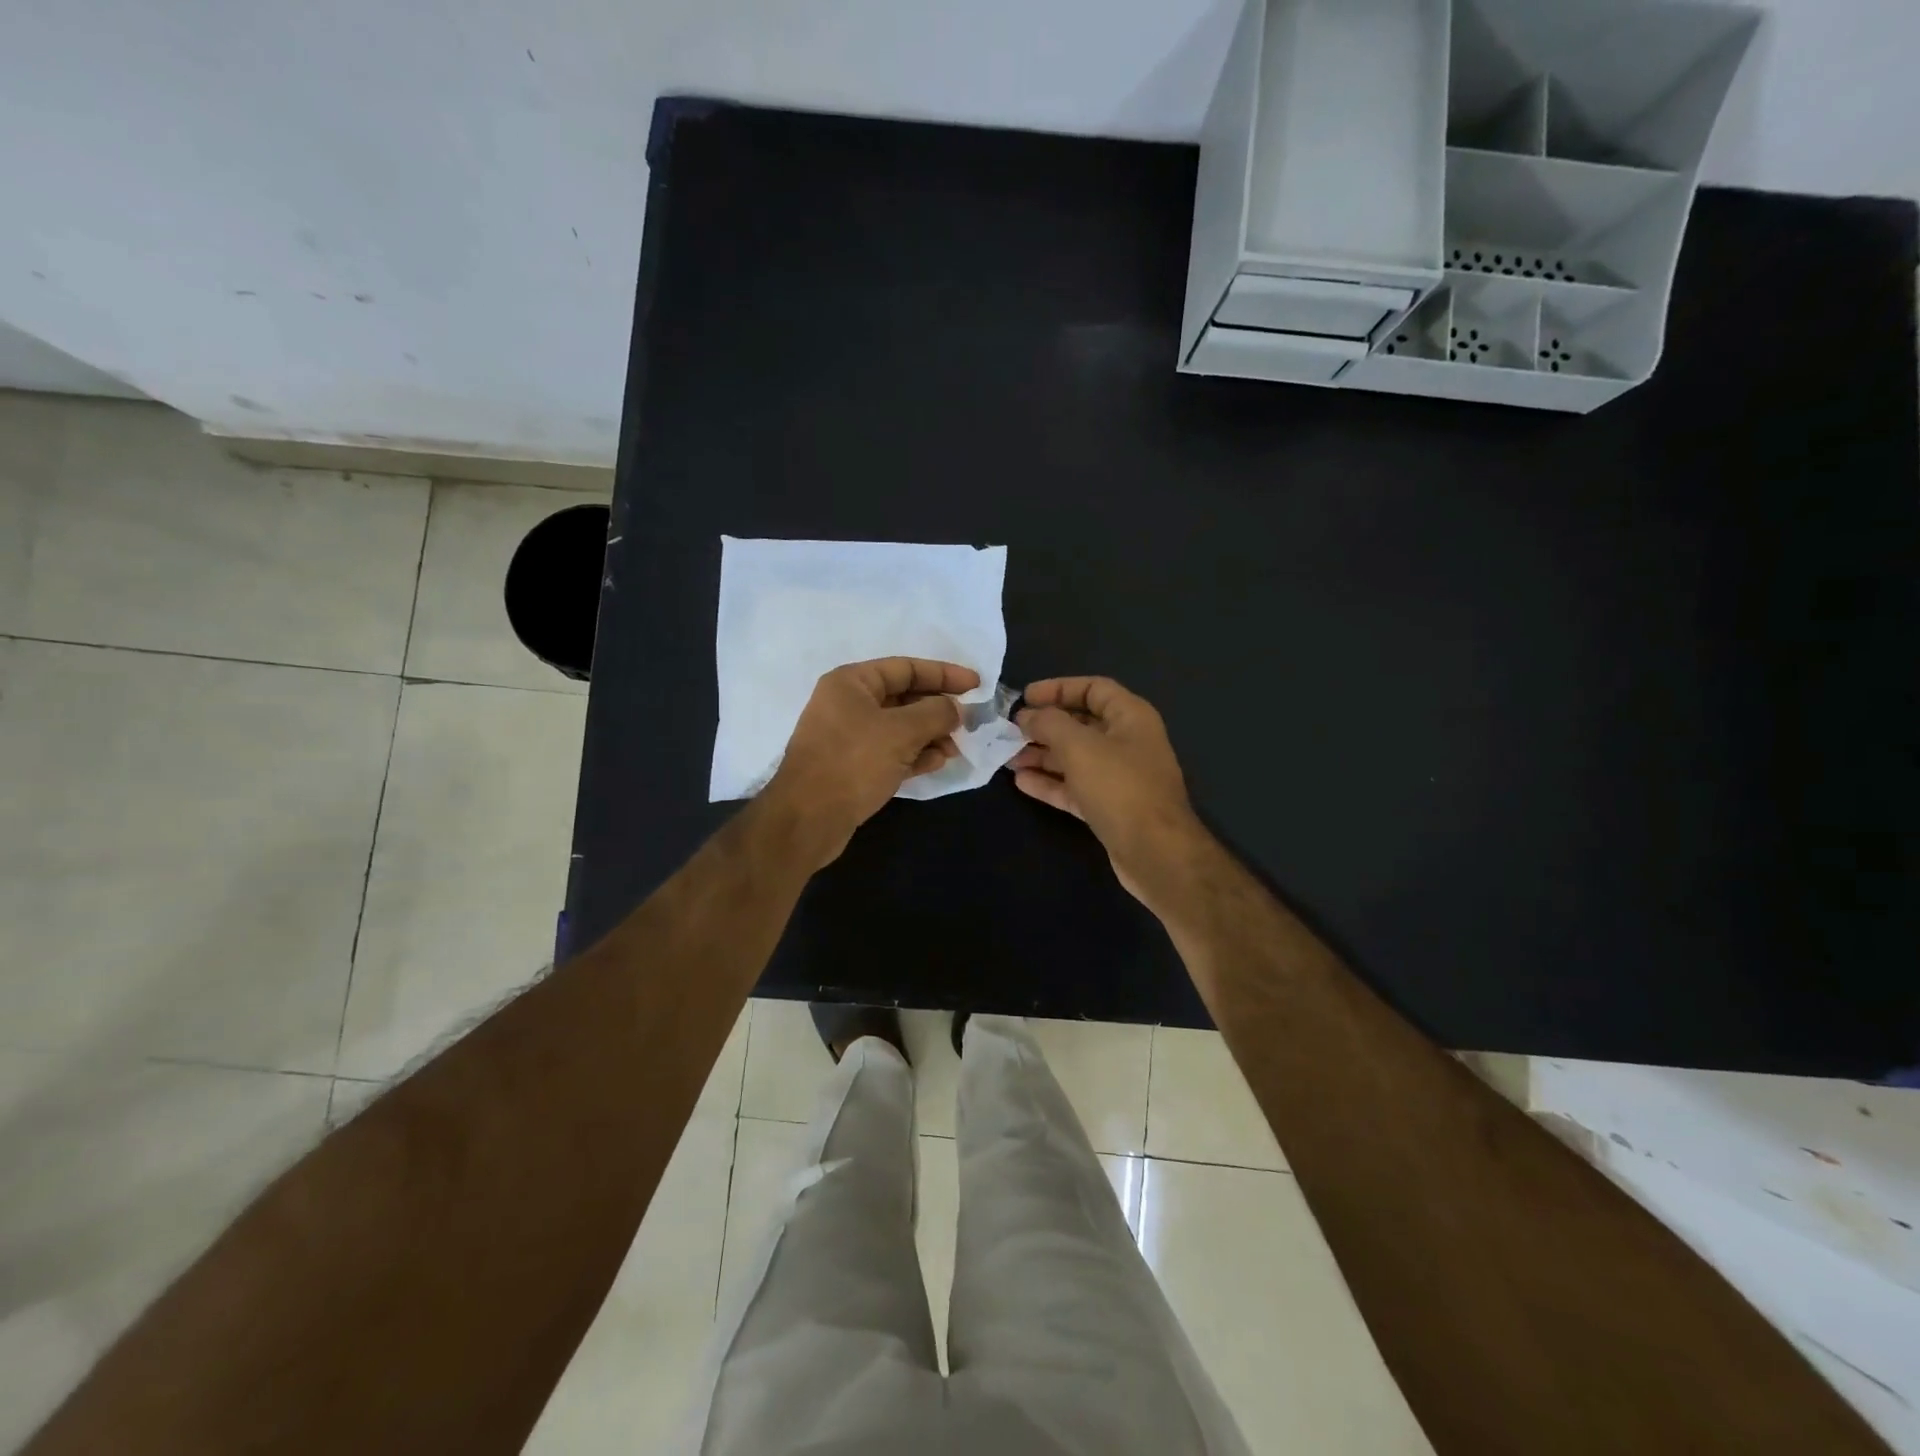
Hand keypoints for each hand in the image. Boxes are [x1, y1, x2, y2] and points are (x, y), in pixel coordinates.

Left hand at [763, 657, 979, 867]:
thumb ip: (935, 713)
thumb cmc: (853, 763)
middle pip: (904, 698)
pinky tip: (937, 763)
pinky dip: (914, 754)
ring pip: (899, 728)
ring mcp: (848, 737)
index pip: (906, 668)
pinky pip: (890, 752)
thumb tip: (955, 709)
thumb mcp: (901, 732)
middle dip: (938, 710)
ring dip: (930, 735)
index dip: (944, 674)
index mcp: (851, 683)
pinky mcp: (851, 766)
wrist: (807, 819)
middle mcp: (847, 704)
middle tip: (969, 723)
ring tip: (956, 749)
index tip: (976, 684)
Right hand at [1011, 676, 1209, 907]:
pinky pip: (1075, 787)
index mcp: (1130, 717)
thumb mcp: (1080, 746)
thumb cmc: (1120, 787)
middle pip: (1081, 724)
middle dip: (1045, 726)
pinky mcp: (1109, 807)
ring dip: (1042, 755)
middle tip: (1010, 730)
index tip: (1025, 698)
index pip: (1093, 688)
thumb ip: (1049, 724)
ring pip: (1075, 758)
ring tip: (1007, 757)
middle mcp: (1127, 742)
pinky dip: (1050, 783)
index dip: (1058, 688)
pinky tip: (1021, 782)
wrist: (1155, 853)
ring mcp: (1119, 778)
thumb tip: (1027, 716)